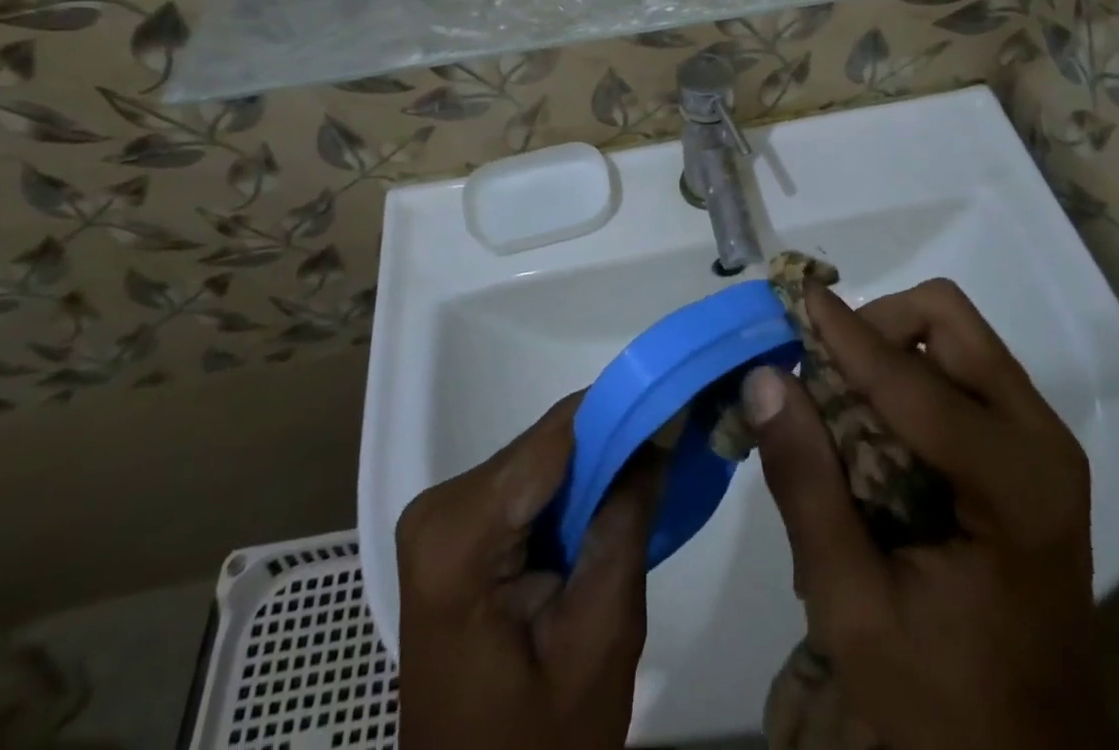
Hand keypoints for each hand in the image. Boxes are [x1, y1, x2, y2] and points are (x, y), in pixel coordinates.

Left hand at [397, 398, 659, 749]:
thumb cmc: (539, 747)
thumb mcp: (601, 636)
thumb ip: (626, 520)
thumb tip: (661, 424)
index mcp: (458, 535)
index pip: (555, 437)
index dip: (622, 410)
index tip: (678, 402)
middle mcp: (440, 506)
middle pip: (547, 445)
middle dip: (611, 445)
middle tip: (671, 453)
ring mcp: (443, 516)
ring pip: (542, 458)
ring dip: (595, 469)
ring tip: (645, 485)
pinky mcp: (455, 530)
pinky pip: (528, 483)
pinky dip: (572, 492)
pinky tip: (605, 512)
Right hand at [744, 281, 1118, 749]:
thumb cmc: (944, 698)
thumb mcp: (853, 605)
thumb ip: (806, 485)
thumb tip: (764, 378)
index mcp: (1013, 484)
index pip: (912, 379)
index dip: (845, 333)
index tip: (795, 294)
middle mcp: (1041, 440)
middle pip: (949, 322)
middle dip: (878, 327)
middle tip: (823, 370)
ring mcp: (1043, 439)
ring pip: (955, 336)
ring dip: (891, 347)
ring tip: (842, 402)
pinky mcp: (1031, 447)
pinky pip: (961, 368)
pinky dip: (908, 372)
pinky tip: (875, 426)